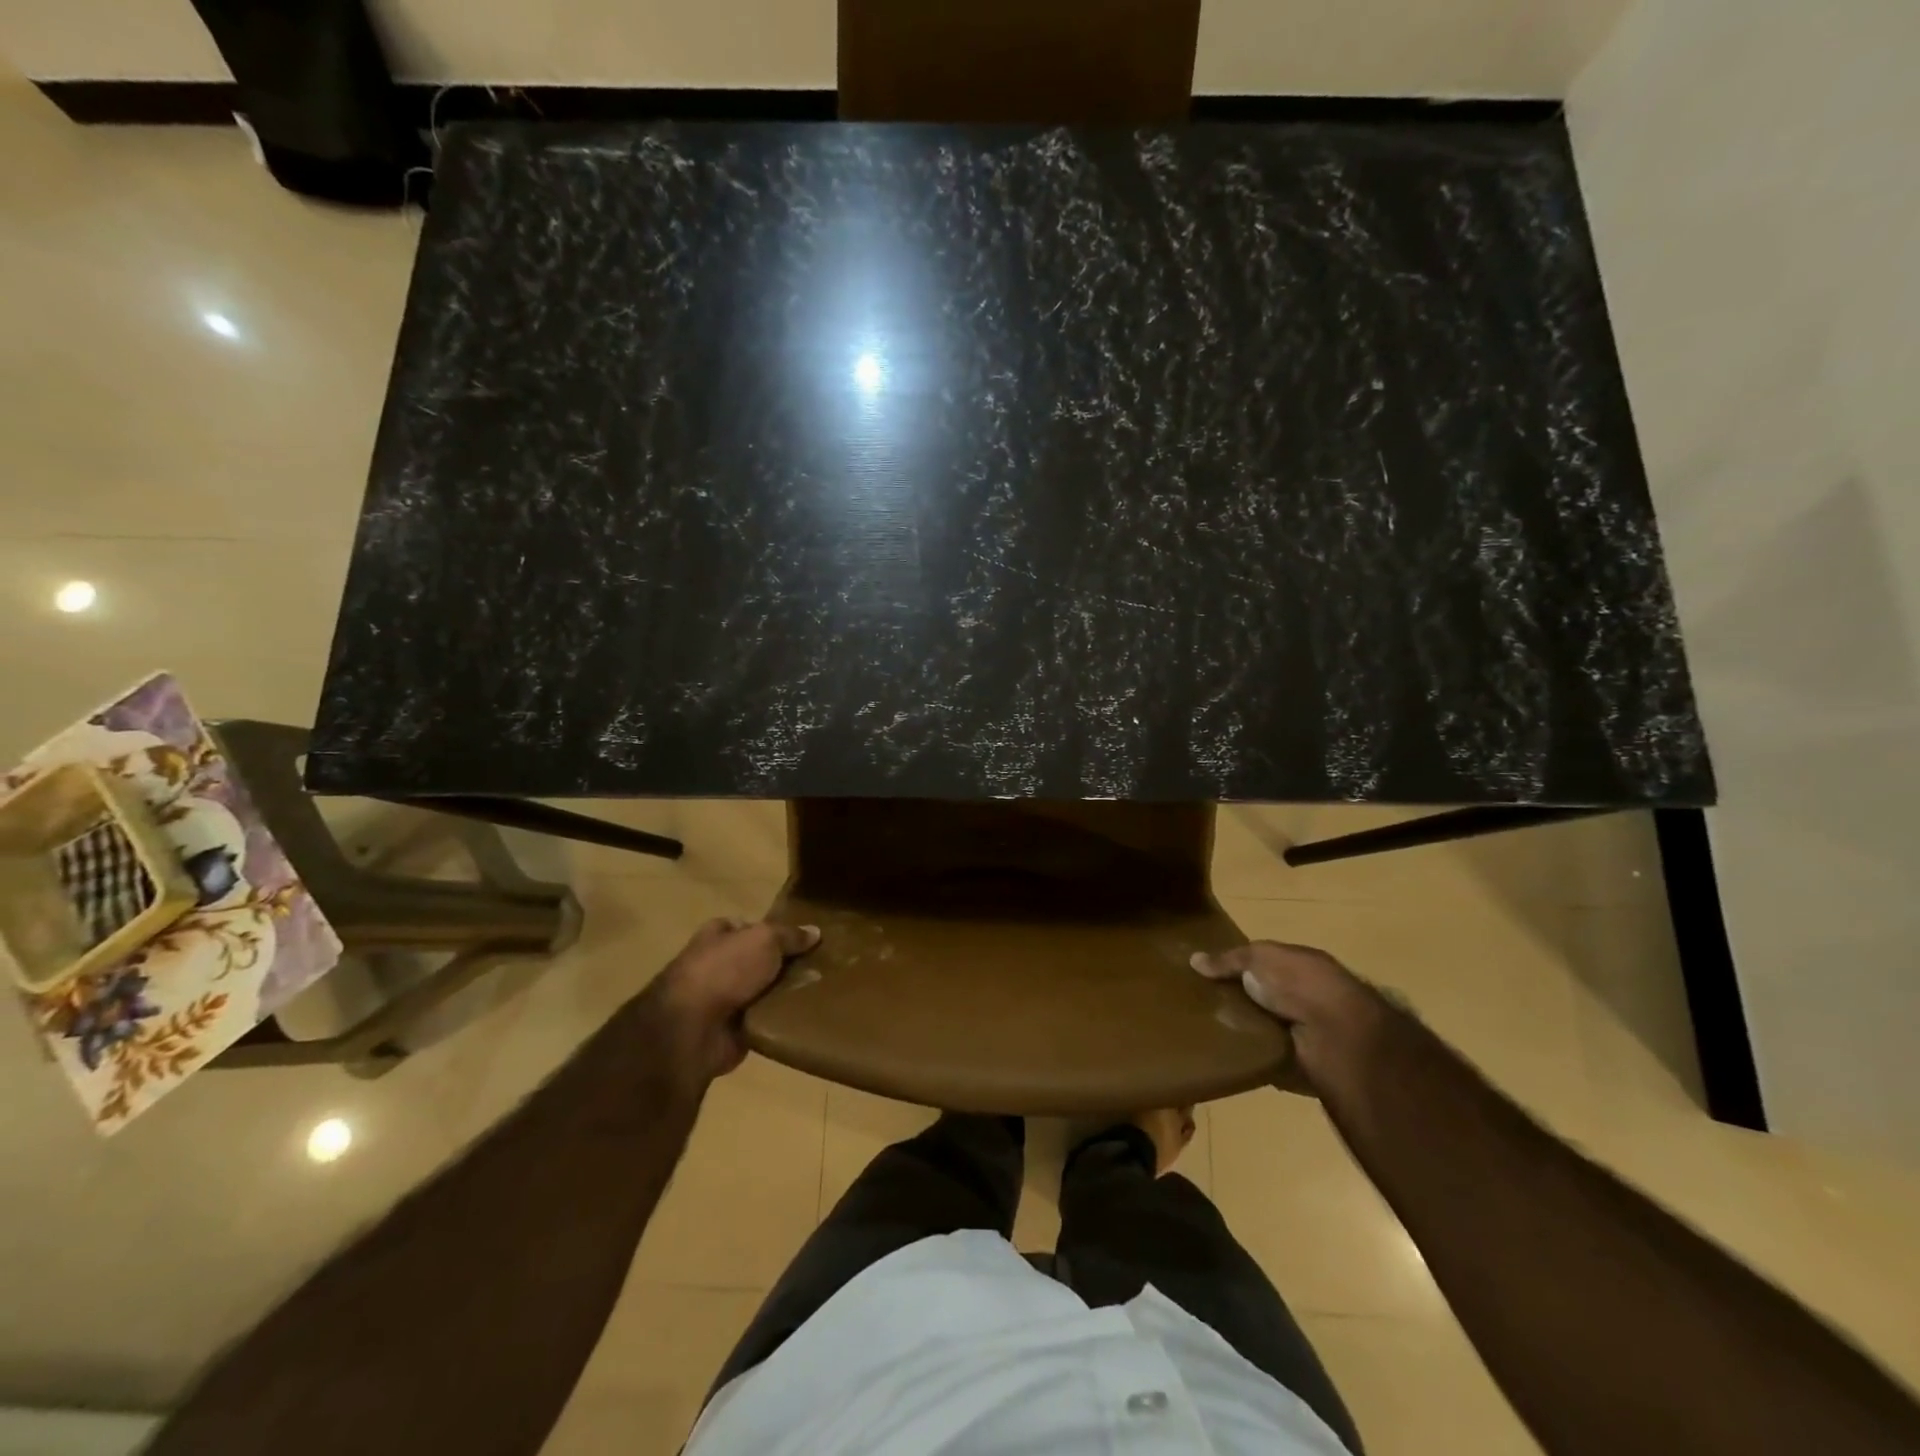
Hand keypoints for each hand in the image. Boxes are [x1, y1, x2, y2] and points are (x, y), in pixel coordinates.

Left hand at [653, 918, 821, 1085]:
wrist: (692, 1029)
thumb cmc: (725, 970)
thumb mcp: (765, 939)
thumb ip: (790, 935)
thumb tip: (815, 932)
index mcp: (717, 935)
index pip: (749, 926)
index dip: (775, 930)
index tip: (804, 939)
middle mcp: (717, 964)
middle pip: (759, 959)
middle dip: (784, 964)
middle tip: (820, 967)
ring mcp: (722, 999)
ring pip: (763, 990)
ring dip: (784, 994)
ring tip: (819, 991)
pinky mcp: (730, 1030)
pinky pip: (763, 1019)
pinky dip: (779, 1019)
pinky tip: (805, 1016)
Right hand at [1191, 941, 1391, 1095]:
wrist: (1336, 1034)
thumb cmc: (1300, 983)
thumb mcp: (1259, 957)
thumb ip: (1229, 959)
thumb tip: (1194, 960)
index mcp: (1303, 966)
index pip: (1268, 964)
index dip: (1242, 967)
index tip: (1211, 974)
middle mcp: (1308, 997)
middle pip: (1267, 996)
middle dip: (1242, 1000)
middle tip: (1204, 1004)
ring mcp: (1307, 1031)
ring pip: (1269, 1027)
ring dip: (1248, 1030)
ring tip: (1210, 1030)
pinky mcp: (1303, 1062)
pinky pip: (1271, 1057)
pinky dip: (1254, 1056)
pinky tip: (1229, 1054)